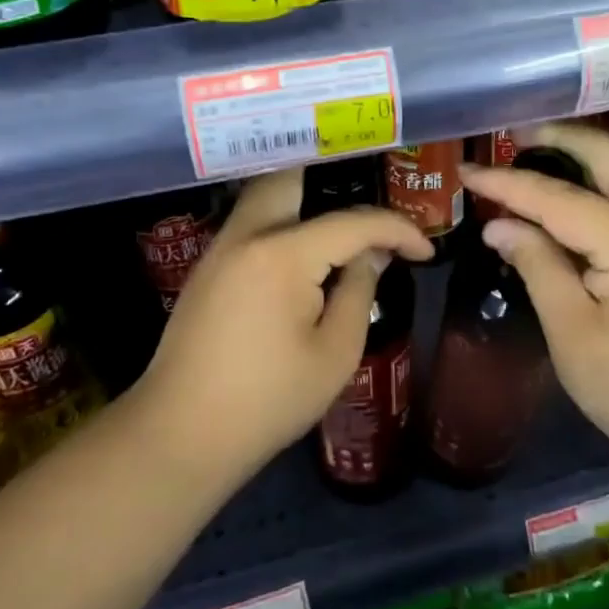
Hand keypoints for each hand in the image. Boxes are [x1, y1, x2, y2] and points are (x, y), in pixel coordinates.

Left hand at [137, 169, 433, 481]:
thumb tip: (371, 254)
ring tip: (344, 219)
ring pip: (265, 195)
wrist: (182, 434)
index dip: (397, 230)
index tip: (425, 251)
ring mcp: (220, 249)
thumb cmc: (269, 400)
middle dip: (335, 174)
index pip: (352, 223)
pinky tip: (304, 247)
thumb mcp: (335, 352)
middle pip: (289, 175)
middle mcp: (246, 235)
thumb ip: (359, 290)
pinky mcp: (208, 268)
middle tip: (371, 194)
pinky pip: (251, 223)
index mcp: (282, 254)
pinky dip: (283, 219)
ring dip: (305, 196)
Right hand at [459, 122, 608, 460]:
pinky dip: (595, 181)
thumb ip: (536, 266)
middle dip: (555, 138)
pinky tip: (566, 192)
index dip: (507, 183)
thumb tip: (500, 226)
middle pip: (606, 155)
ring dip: (577, 155)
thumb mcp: (571, 332)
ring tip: (529, 155)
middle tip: (507, 139)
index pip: (558, 197)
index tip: (465, 171)